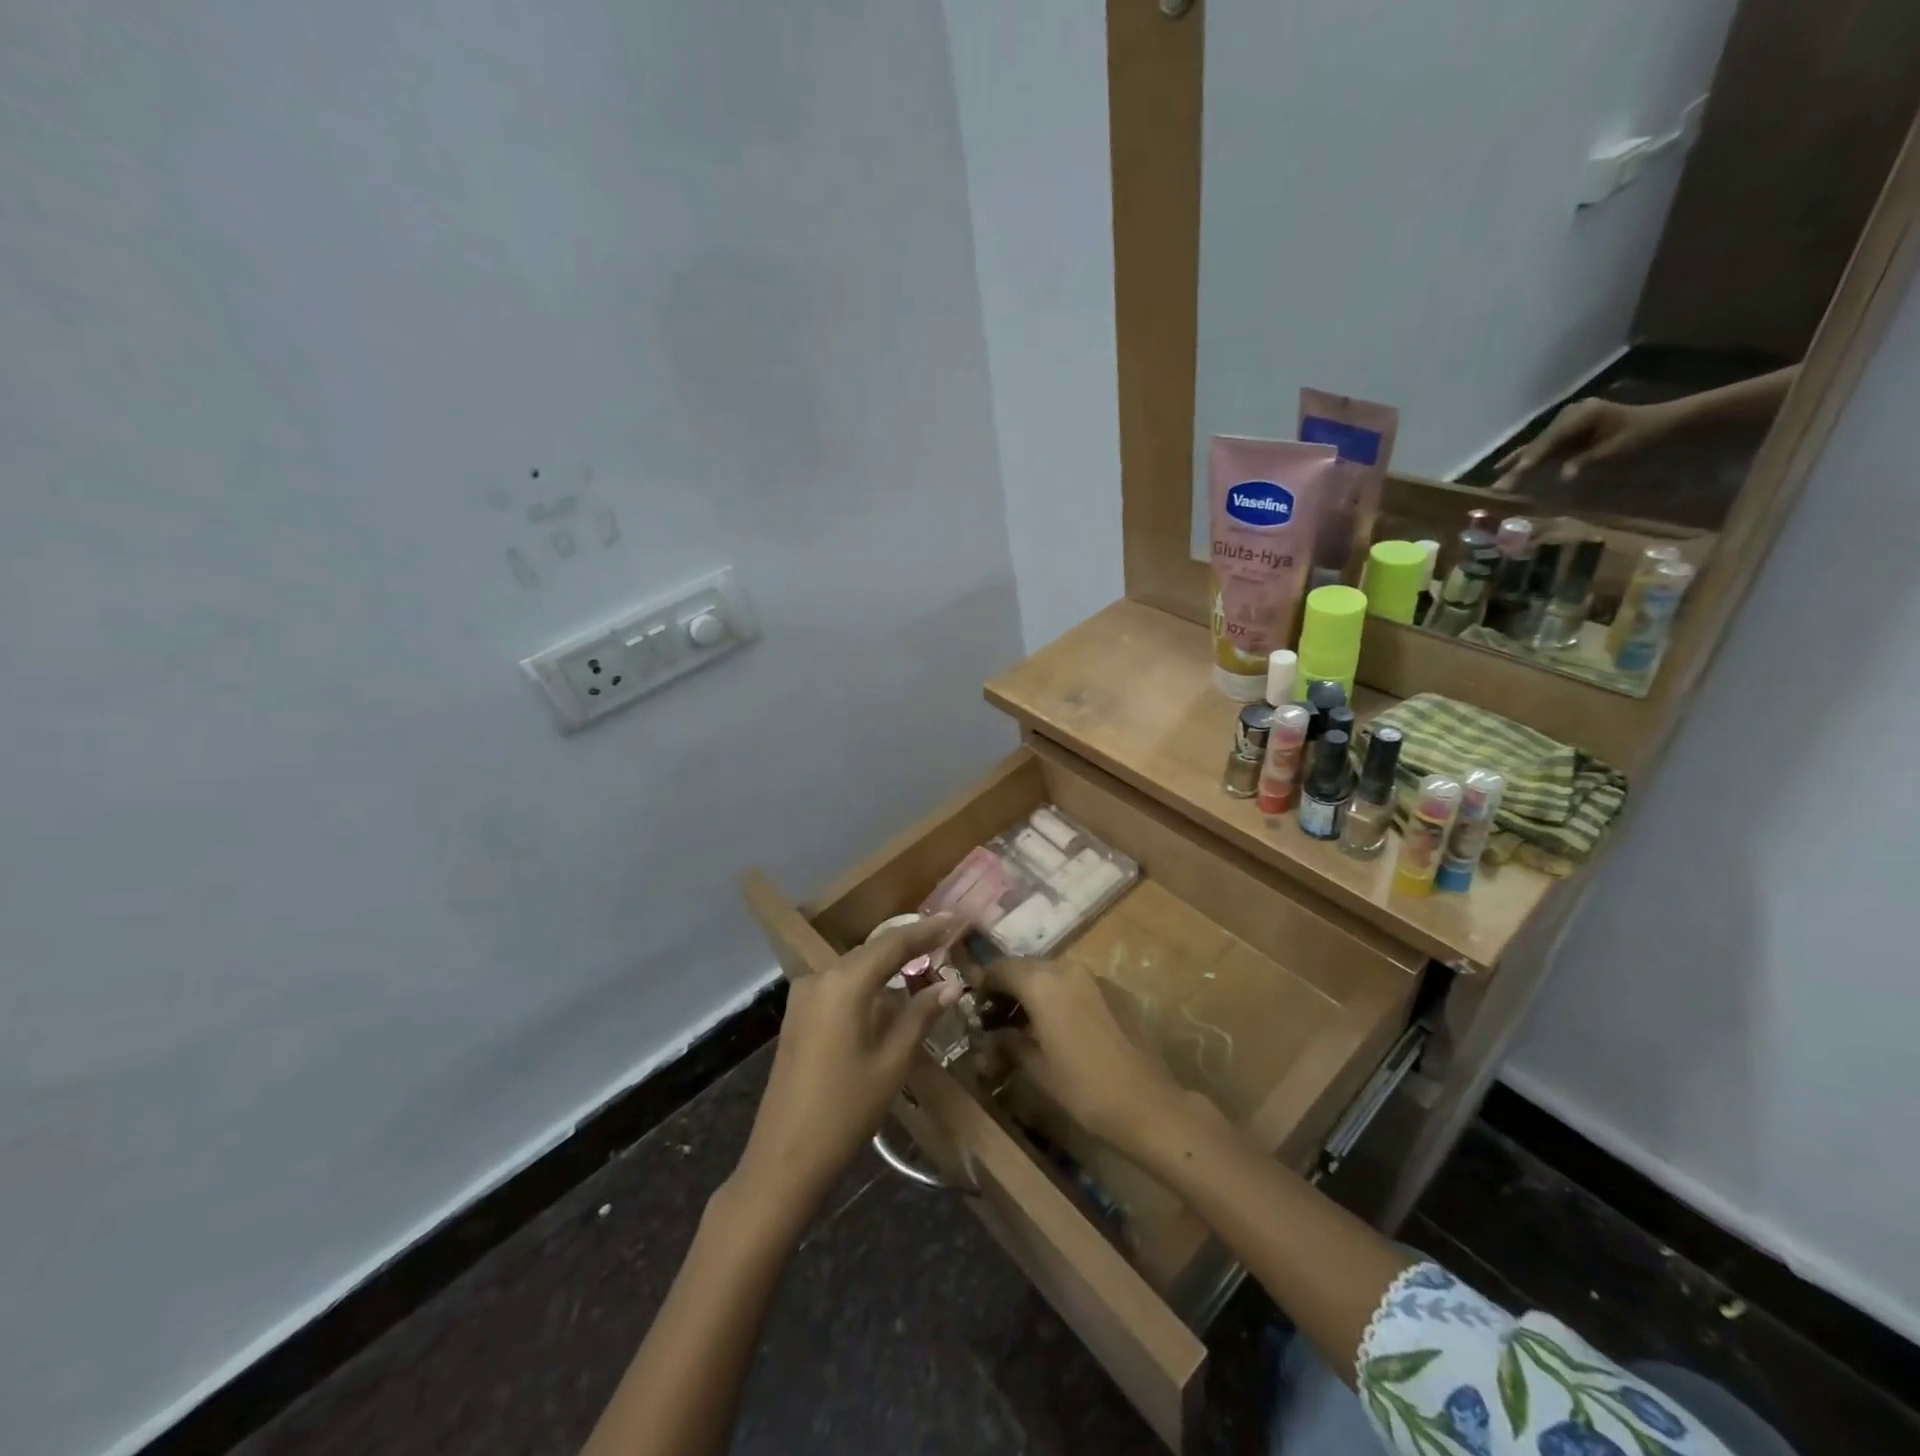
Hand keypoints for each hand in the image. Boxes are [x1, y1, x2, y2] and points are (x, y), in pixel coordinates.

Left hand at [733, 915, 960, 1215]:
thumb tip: (950, 985)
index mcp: (844, 984)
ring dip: (888, 964)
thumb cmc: (845, 1111)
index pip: (894, 944)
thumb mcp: (892, 1063)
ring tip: (925, 960)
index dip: (927, 931)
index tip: (956, 919)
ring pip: (855, 967)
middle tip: (946, 938)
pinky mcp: (798, 1016)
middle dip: (909, 945)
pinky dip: (868, 983)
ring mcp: (804, 996)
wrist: (784, 1159)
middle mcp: (820, 978)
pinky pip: (840, 986)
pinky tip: (889, 992)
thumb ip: (920, 1016)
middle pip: (872, 951)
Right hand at [981, 957, 1195, 1154]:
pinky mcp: (1117, 991)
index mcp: (1042, 984)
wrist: (1149, 1104)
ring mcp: (1096, 977)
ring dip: (1038, 990)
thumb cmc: (1084, 1089)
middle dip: (1011, 987)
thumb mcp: (1037, 1069)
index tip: (977, 1005)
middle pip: (1028, 967)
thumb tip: (994, 1035)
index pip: (1001, 968)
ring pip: (1055, 974)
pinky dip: (1064, 996)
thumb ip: (1010, 1043)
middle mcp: (1068, 969)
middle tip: (1001, 1016)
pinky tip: (1066, 1027)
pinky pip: (1080, 985)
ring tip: (1032, 1023)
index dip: (985, 983)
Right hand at [1494, 397, 1680, 486]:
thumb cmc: (1648, 435)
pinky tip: (1520, 470)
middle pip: (1538, 444)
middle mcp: (1571, 416)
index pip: (1547, 442)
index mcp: (1580, 416)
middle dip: (1517, 465)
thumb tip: (1563, 476)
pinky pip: (1549, 448)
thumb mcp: (1619, 449)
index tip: (1513, 478)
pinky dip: (1535, 459)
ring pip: (1540, 446)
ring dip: (1521, 463)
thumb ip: (1587, 462)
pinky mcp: (1577, 433)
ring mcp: (1573, 423)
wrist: (1678, 425)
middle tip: (1496, 485)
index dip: (1530, 461)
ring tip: (1498, 477)